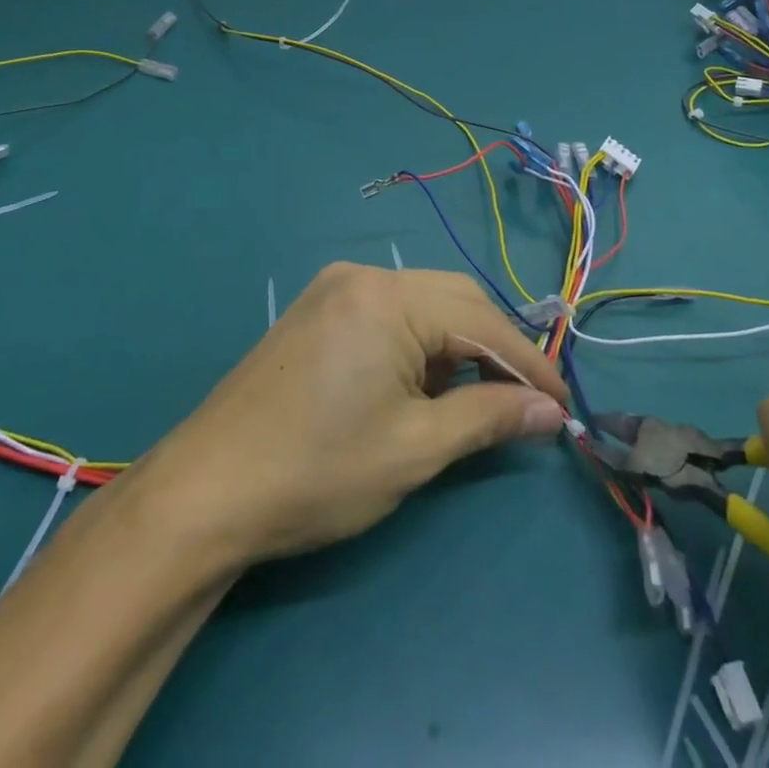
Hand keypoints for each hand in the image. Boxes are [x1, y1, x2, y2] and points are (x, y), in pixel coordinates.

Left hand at [129, 263, 565, 565]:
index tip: (564, 403)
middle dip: (494, 349)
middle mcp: (363, 276)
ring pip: (422, 305)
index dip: (529, 363)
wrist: (204, 493)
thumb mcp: (415, 449)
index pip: (482, 321)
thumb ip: (489, 418)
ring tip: (473, 402)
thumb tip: (550, 411)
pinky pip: (389, 314)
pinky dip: (419, 346)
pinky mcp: (317, 310)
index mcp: (388, 297)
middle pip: (454, 300)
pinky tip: (421, 387)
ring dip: (456, 347)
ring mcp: (334, 288)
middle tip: (524, 401)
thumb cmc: (317, 471)